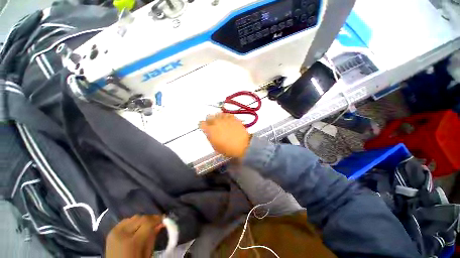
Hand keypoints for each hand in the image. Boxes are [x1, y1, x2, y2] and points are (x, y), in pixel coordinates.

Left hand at [105, 215, 163, 257]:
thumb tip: (161, 224)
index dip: (157, 219)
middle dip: (150, 219)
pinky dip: (133, 222)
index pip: (148, 223)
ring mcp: (115, 232)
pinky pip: (126, 221)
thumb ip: (153, 237)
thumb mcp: (147, 254)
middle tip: (157, 222)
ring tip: (147, 225)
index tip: (164, 219)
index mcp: (131, 242)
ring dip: (142, 220)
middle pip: (141, 218)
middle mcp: (122, 233)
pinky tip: (137, 228)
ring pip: (134, 217)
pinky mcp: (111, 231)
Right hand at [199, 113, 250, 158]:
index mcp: (210, 130)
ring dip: (217, 117)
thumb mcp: (215, 146)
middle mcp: (216, 122)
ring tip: (220, 121)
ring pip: (217, 114)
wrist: (242, 145)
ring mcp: (225, 119)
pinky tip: (227, 120)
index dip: (202, 125)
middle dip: (209, 120)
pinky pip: (226, 114)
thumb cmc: (228, 149)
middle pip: (209, 117)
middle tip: (212, 124)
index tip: (204, 127)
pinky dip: (225, 116)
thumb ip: (210, 138)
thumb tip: (209, 133)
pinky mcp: (233, 117)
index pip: (201, 124)